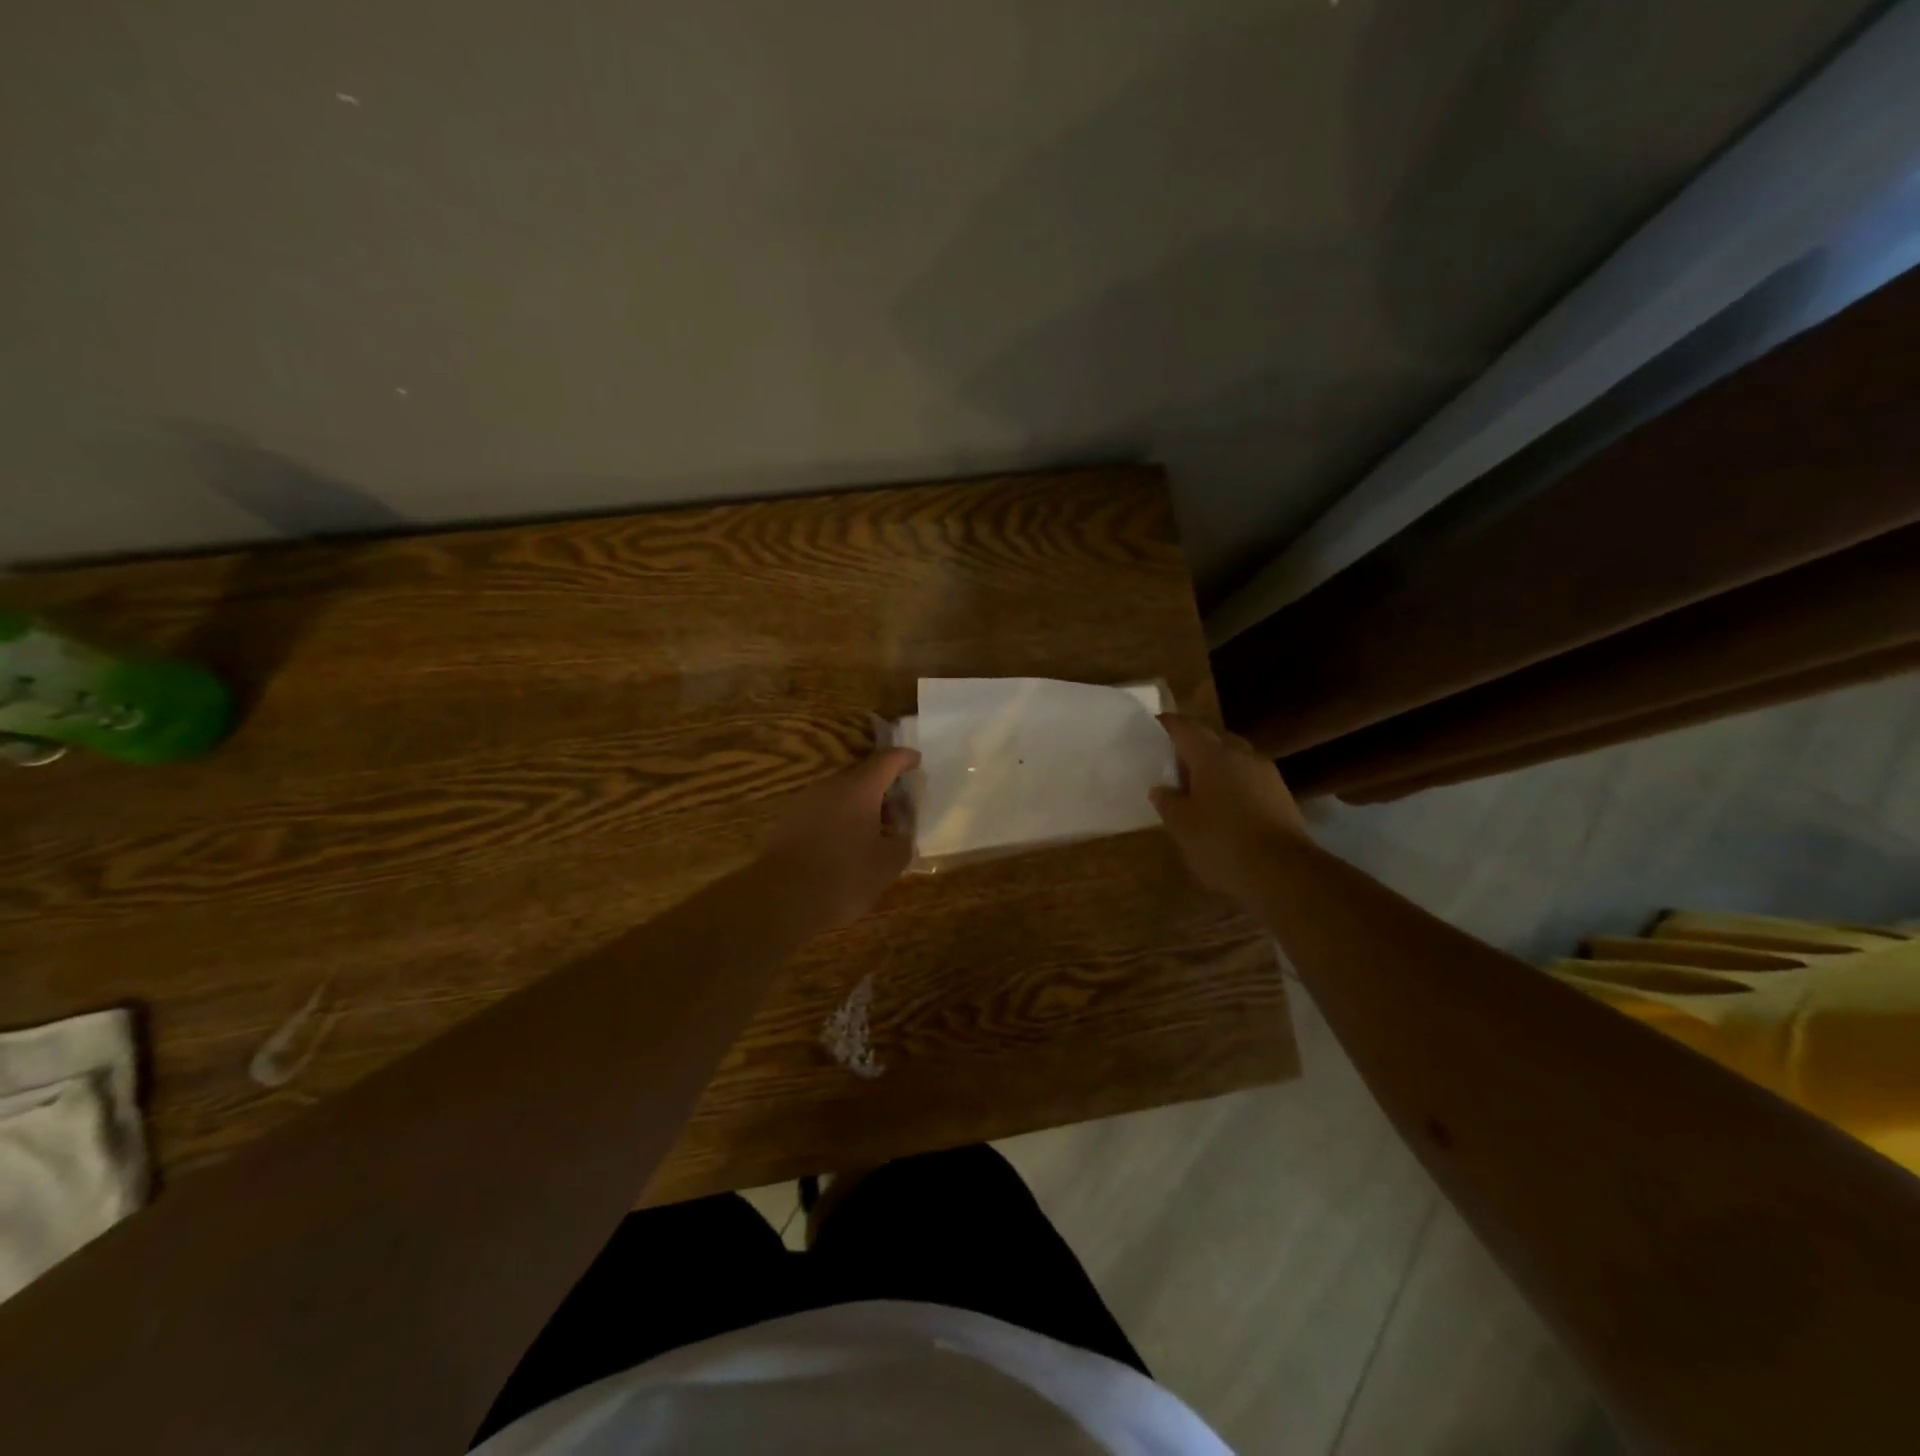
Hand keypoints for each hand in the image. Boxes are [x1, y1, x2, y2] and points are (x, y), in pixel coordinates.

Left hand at [755, 747, 919, 928]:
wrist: (782, 900)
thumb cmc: (844, 876)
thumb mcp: (888, 865)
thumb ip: (902, 844)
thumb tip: (901, 837)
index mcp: (859, 789)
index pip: (887, 761)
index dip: (904, 759)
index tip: (916, 760)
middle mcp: (830, 787)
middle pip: (862, 779)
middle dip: (883, 793)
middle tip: (899, 816)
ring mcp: (805, 804)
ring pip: (841, 798)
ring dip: (860, 811)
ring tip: (874, 838)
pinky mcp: (788, 824)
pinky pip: (823, 815)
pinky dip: (840, 824)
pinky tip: (845, 850)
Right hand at [1150, 714, 1306, 907]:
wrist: (1283, 872)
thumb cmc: (1221, 841)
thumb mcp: (1181, 824)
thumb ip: (1167, 802)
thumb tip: (1161, 789)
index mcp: (1212, 755)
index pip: (1186, 727)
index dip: (1169, 724)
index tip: (1155, 725)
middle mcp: (1242, 756)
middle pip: (1215, 740)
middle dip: (1195, 747)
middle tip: (1175, 763)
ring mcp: (1267, 776)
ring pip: (1236, 761)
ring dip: (1217, 769)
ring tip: (1199, 789)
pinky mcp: (1282, 798)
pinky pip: (1251, 782)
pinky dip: (1235, 787)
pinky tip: (1225, 810)